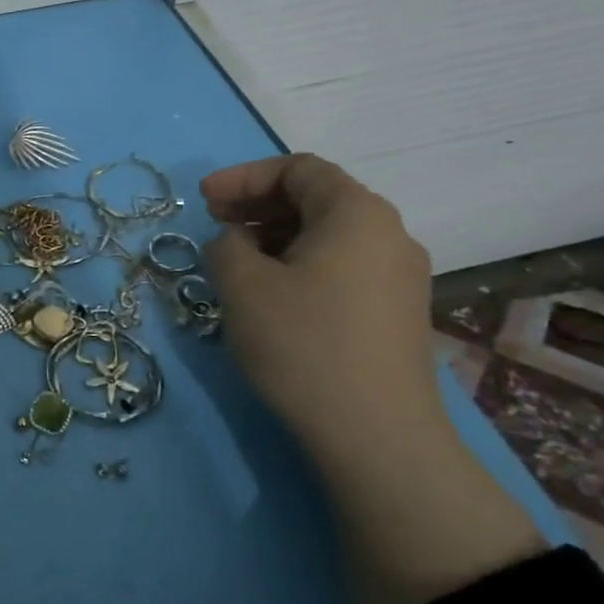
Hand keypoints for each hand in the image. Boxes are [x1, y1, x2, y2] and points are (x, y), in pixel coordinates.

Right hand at [200, 153, 442, 457]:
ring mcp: (400, 276)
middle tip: (214, 223)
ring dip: (276, 236)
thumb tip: (237, 242)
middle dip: (258, 204)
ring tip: (236, 262)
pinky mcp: (396, 313)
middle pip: (317, 198)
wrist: (375, 435)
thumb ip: (226, 244)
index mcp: (357, 213)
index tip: (203, 200)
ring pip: (329, 236)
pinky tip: (272, 295)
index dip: (244, 177)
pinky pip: (342, 267)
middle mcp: (389, 234)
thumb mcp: (242, 284)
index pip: (299, 169)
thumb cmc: (302, 343)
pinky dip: (300, 264)